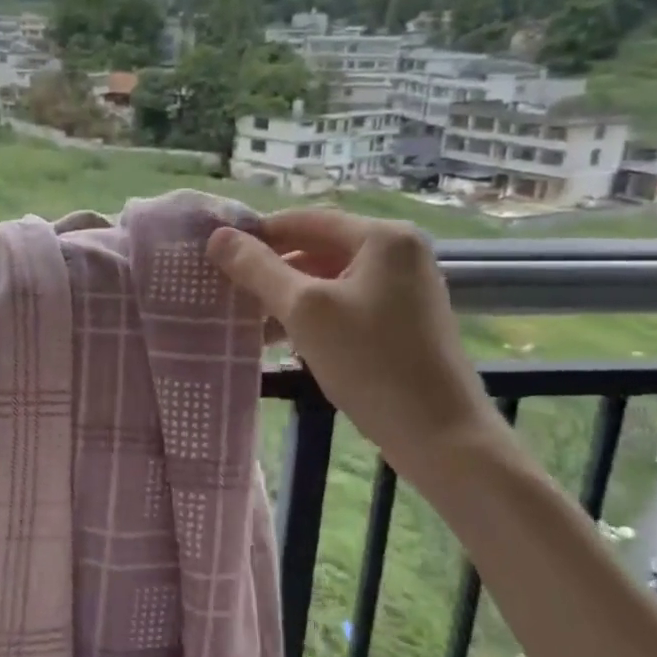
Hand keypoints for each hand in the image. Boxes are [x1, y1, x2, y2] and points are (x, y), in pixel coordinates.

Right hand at [207, 208, 504, 482]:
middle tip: (227, 289)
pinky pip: (345, 303)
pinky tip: (280, 339)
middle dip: (271, 269)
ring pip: (328, 278)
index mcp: (382, 238)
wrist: (441, 436)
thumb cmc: (371, 363)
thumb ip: (258, 269)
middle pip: (317, 247)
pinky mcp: (402, 320)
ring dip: (286, 296)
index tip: (216, 255)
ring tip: (246, 320)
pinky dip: (311, 315)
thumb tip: (218, 237)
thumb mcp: (304, 311)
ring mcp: (404, 288)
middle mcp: (398, 252)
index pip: (304, 220)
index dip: (257, 235)